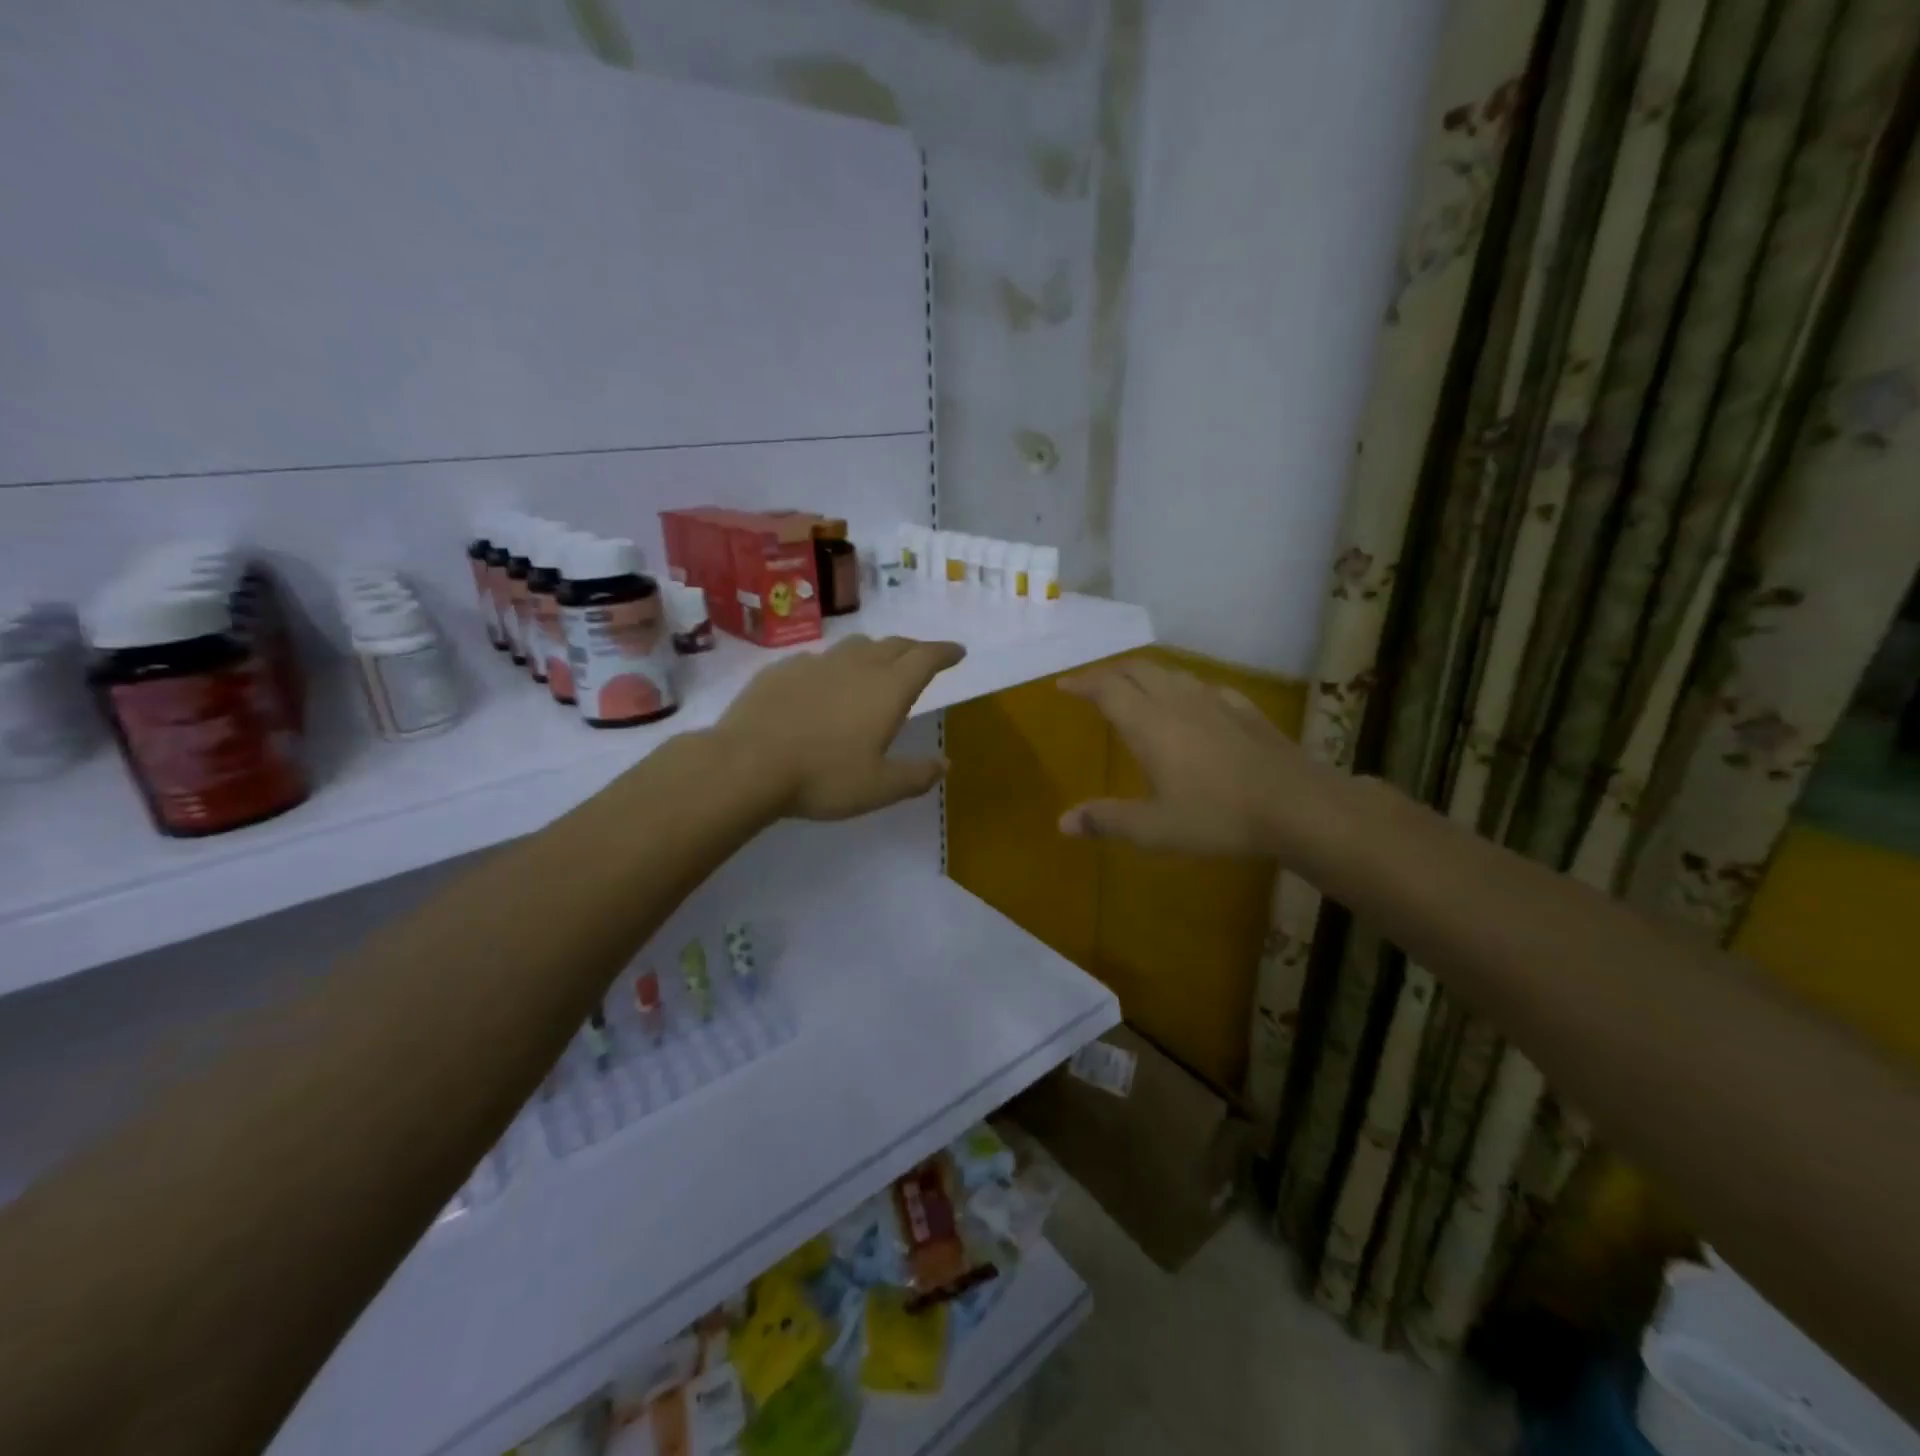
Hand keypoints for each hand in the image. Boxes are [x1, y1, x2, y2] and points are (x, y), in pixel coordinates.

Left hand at [714, 634, 965, 819]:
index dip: (945, 652)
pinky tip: (823, 683)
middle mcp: (856, 665)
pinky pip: (818, 659)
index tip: (957, 652)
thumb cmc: (823, 777)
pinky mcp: (781, 669)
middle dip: (914, 648)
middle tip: (923, 657)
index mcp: (887, 689)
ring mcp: (816, 663)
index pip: (925, 658)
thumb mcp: (879, 787)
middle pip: (893, 645)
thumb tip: (945, 764)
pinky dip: (833, 665)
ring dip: (874, 651)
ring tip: (876, 664)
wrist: (746, 764)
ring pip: (855, 646)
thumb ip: (916, 775)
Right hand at [1057, 659, 1334, 857]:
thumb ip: (1108, 821)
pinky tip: (1193, 702)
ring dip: (1145, 675)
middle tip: (1094, 684)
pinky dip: (1183, 687)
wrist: (1298, 805)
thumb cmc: (1218, 817)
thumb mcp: (1155, 829)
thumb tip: (1062, 822)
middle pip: (1137, 670)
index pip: (1107, 689)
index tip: (1063, 685)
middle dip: (1110, 672)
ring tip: (1136, 689)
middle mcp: (1178, 702)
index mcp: (1149, 724)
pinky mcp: (1245, 709)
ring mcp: (1215, 701)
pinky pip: (1204, 686)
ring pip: (1171, 673)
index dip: (1082, 683)